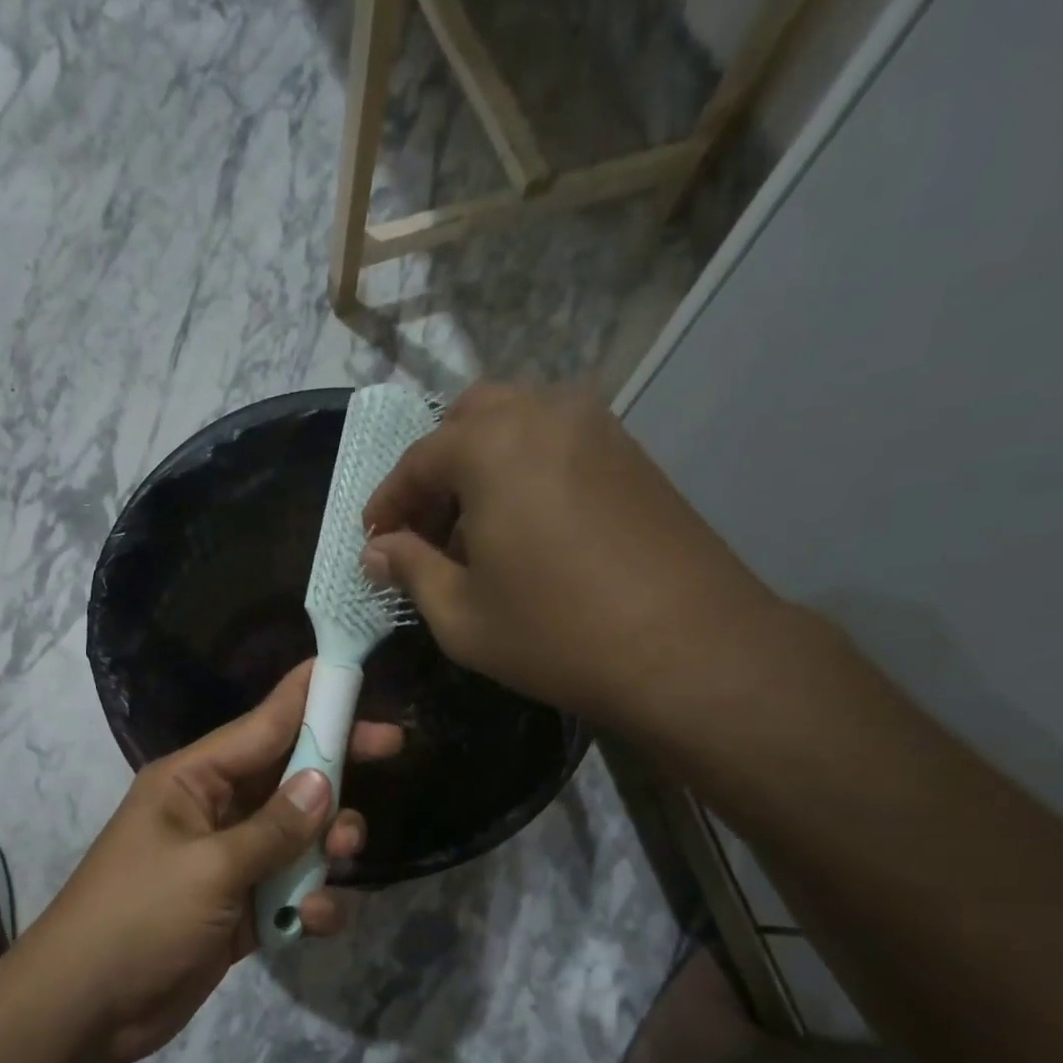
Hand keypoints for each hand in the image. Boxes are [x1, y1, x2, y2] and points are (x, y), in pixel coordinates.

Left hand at [25, 662, 402, 1062]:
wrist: (84, 1009)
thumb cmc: (138, 918)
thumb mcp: (209, 868)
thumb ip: (273, 828)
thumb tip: (323, 783)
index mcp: (192, 781)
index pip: (261, 725)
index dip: (308, 698)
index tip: (352, 673)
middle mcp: (213, 811)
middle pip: (287, 775)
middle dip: (335, 767)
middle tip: (393, 746)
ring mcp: (228, 861)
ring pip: (297, 834)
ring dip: (326, 843)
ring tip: (342, 855)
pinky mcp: (240, 909)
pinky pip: (288, 889)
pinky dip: (307, 901)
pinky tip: (311, 920)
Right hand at [362, 382, 787, 730]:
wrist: (689, 649)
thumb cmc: (554, 633)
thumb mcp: (459, 613)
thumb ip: (409, 569)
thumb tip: (376, 550)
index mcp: (492, 444)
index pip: (418, 460)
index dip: (387, 503)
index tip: (373, 540)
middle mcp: (545, 414)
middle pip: (468, 420)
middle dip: (435, 470)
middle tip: (423, 528)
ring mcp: (598, 428)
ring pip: (517, 425)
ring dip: (480, 467)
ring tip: (472, 533)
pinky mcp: (633, 454)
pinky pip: (557, 444)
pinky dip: (525, 471)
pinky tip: (524, 530)